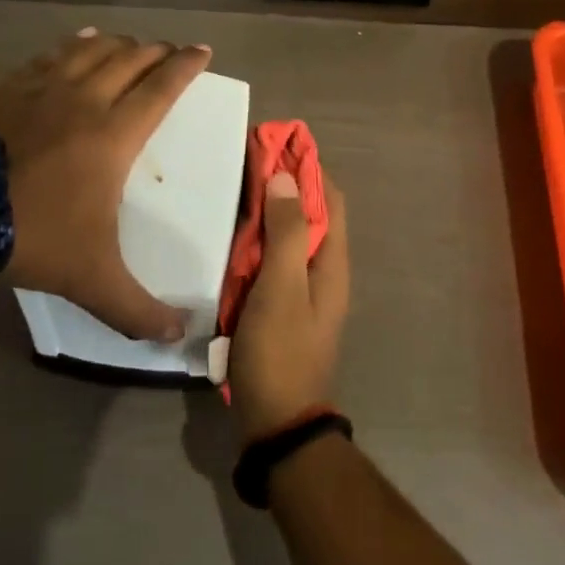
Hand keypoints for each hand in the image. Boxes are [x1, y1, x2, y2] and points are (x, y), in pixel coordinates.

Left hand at [0, 28, 209, 340]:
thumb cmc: (33, 233)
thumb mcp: (91, 278)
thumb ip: (136, 309)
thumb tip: (177, 338)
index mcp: (115, 134)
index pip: (161, 88)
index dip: (186, 67)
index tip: (203, 51)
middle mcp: (87, 99)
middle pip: (131, 60)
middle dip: (157, 51)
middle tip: (171, 50)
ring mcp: (45, 88)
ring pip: (93, 50)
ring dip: (119, 43)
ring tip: (131, 42)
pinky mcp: (11, 87)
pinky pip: (51, 54)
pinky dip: (73, 44)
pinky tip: (78, 40)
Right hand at [229, 170, 349, 440]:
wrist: (276, 423)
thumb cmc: (280, 350)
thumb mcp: (282, 287)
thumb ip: (287, 232)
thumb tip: (285, 177)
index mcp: (332, 261)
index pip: (329, 198)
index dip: (308, 166)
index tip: (278, 140)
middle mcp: (323, 270)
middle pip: (309, 213)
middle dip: (285, 182)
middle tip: (248, 157)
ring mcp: (302, 289)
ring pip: (289, 235)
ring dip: (269, 208)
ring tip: (237, 184)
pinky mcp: (281, 306)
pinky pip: (273, 259)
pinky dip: (258, 237)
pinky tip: (232, 231)